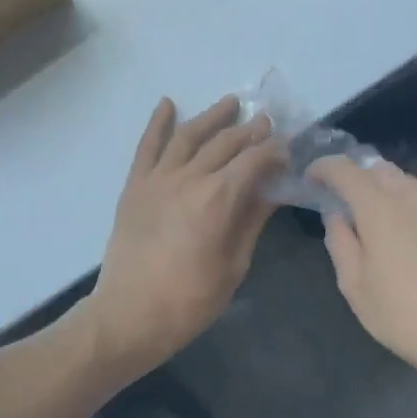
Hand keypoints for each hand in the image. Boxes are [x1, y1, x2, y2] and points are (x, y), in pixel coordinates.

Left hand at [89, 96, 283, 371]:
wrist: (128, 316)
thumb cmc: (189, 301)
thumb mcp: (234, 265)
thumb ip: (252, 221)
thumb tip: (272, 191)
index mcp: (218, 199)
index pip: (254, 160)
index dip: (275, 151)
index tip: (288, 149)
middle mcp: (189, 178)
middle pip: (226, 143)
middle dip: (250, 130)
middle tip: (267, 122)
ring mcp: (158, 178)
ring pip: (189, 135)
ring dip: (213, 116)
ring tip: (231, 102)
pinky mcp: (135, 185)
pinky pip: (147, 145)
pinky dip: (158, 122)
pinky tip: (167, 104)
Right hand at [309, 155, 416, 387]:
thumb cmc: (401, 314)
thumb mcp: (353, 285)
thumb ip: (340, 241)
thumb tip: (337, 216)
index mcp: (380, 209)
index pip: (346, 170)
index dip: (324, 168)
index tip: (311, 179)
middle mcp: (411, 199)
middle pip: (378, 168)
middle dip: (354, 174)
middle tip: (339, 196)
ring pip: (404, 181)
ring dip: (381, 186)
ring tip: (370, 211)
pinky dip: (404, 203)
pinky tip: (403, 231)